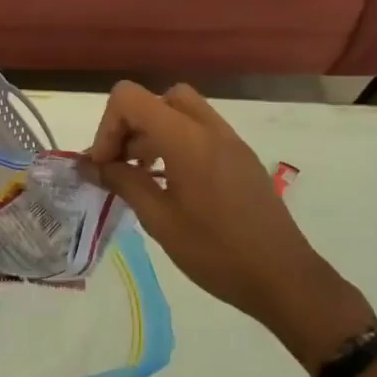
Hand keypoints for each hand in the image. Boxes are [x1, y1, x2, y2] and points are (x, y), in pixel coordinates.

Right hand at [87, 82, 374, 367]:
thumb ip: (122, 182)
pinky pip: (200, 130)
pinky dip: (176, 142)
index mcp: (186, 138)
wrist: (285, 279)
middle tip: (122, 165)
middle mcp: (209, 127)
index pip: (130, 98)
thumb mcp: (160, 220)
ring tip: (143, 176)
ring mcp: (229, 140)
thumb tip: (90, 165)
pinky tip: (172, 184)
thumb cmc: (217, 252)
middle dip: (131, 125)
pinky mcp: (241, 156)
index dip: (108, 126)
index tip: (105, 165)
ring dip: (153, 133)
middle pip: (157, 99)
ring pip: (180, 111)